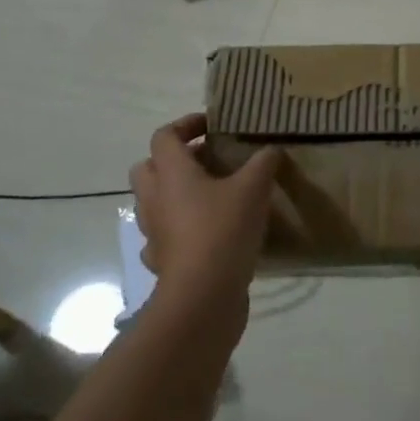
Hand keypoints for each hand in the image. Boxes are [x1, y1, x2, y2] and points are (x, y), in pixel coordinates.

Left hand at [130, 114, 282, 308]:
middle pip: (148, 167)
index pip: (164, 136)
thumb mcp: (254, 188)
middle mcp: (154, 198)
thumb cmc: (223, 229)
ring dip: (176, 194)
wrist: (203, 296)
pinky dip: (180, 229)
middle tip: (208, 160)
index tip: (213, 126)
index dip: (186, 125)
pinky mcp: (162, 260)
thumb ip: (263, 163)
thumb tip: (270, 148)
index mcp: (171, 173)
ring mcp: (154, 232)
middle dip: (174, 159)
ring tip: (213, 196)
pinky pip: (164, 235)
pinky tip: (207, 233)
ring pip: (155, 202)